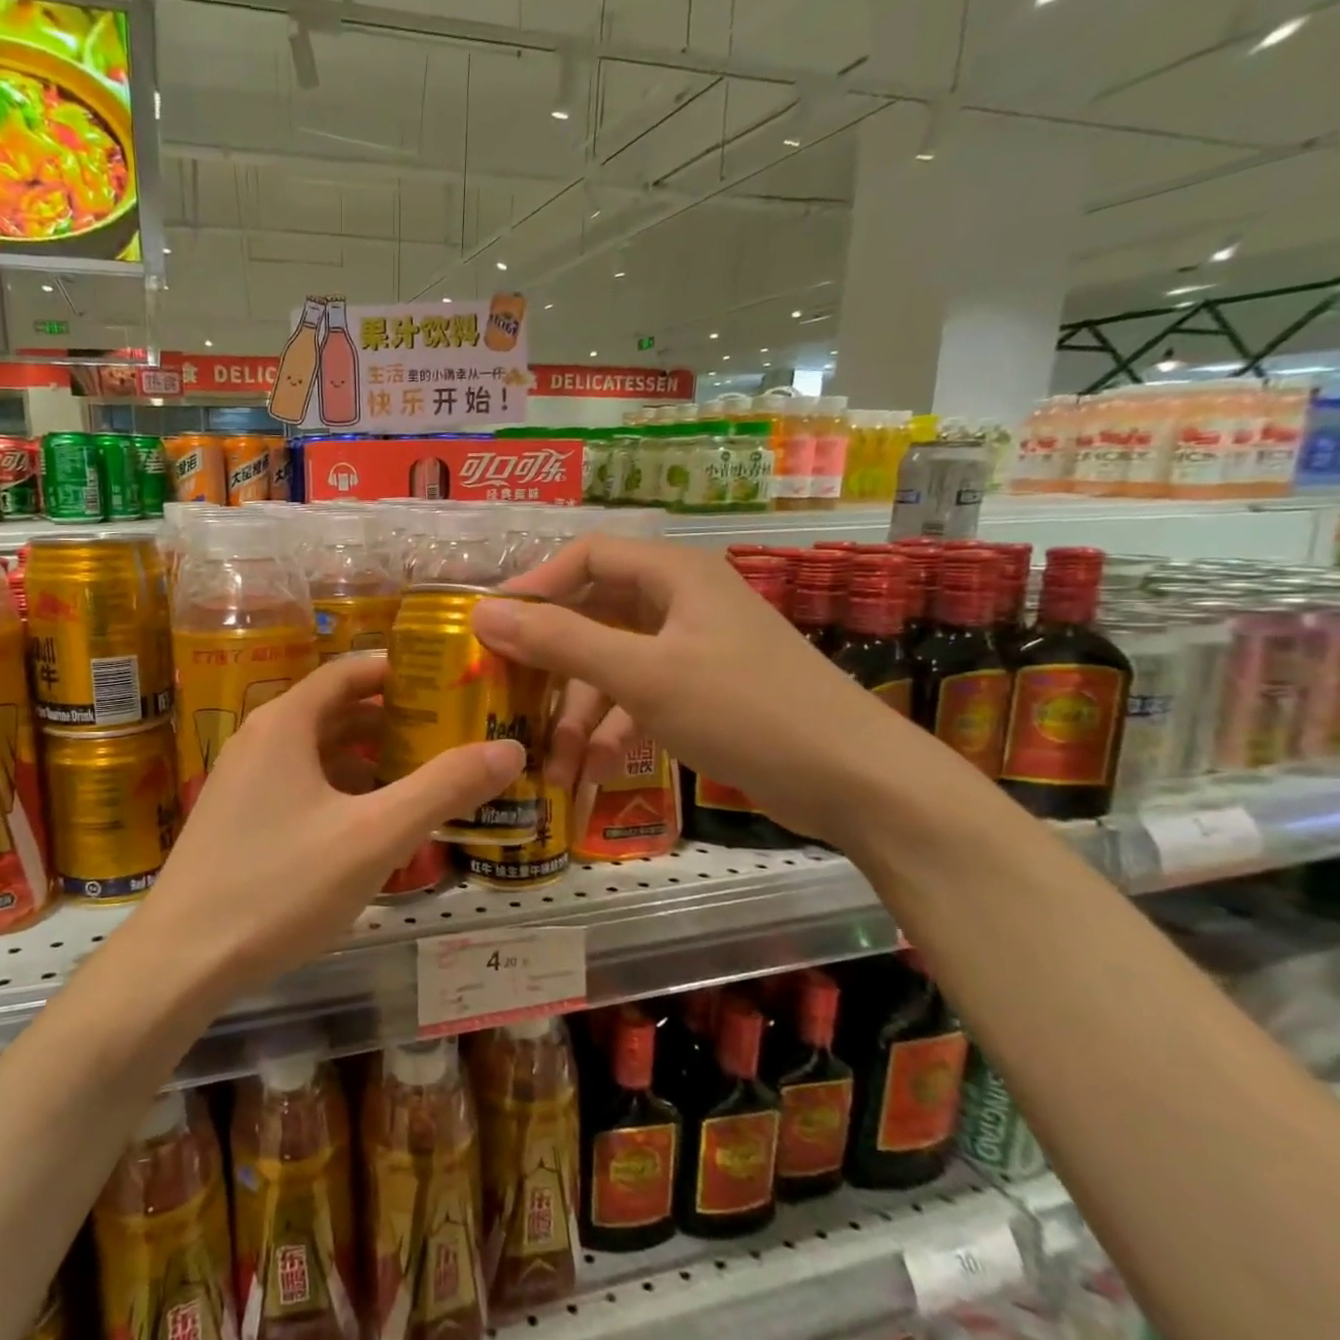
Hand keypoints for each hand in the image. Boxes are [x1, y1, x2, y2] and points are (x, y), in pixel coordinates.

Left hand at [126, 652, 524, 999]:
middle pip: (334, 710)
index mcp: (285, 723)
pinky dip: (340, 789)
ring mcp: (242, 780)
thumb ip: (443, 789)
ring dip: (367, 758)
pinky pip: (299, 784)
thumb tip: (510, 749)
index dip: (398, 670)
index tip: (447, 679)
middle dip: (391, 718)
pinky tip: (370, 823)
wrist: (180, 961)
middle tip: (448, 731)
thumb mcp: (374, 836)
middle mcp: (259, 739)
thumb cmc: (279, 886)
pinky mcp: (237, 818)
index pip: (348, 671)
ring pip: (317, 752)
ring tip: (421, 775)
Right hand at [475, 536, 925, 844]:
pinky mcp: (702, 692)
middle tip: (507, 696)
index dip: (534, 587)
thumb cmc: (746, 711)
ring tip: (550, 765)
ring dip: (579, 714)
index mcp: (673, 574)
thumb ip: (561, 641)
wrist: (856, 783)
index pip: (585, 557)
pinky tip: (590, 773)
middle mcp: (680, 601)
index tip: (489, 627)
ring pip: (612, 666)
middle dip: (550, 663)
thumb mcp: (643, 675)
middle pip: (593, 615)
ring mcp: (692, 649)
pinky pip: (638, 698)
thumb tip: (483, 613)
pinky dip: (613, 731)